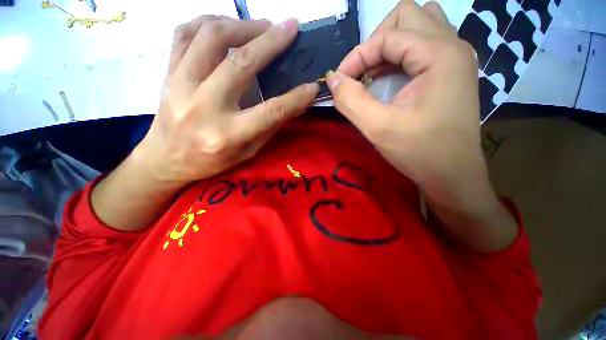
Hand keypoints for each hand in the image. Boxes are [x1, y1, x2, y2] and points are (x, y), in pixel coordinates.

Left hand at [138, 16, 318, 184]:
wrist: (166, 159)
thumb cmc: (212, 161)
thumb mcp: (248, 151)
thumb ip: (271, 126)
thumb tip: (298, 106)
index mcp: (228, 135)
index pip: (271, 111)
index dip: (296, 98)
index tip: (312, 86)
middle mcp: (204, 107)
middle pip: (242, 64)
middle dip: (271, 41)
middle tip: (289, 27)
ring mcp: (180, 85)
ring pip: (211, 37)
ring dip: (242, 24)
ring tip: (262, 26)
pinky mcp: (167, 73)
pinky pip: (185, 33)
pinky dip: (209, 22)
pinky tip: (227, 25)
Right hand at [326, 1, 516, 250]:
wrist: (453, 174)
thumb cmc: (418, 152)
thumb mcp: (377, 127)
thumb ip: (350, 100)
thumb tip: (332, 78)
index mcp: (439, 54)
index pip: (388, 35)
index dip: (357, 56)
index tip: (340, 81)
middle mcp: (453, 46)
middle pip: (407, 15)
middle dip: (376, 40)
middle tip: (361, 71)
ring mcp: (456, 58)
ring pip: (419, 25)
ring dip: (390, 44)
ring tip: (375, 72)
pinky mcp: (452, 72)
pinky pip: (424, 45)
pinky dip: (400, 55)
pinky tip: (389, 78)